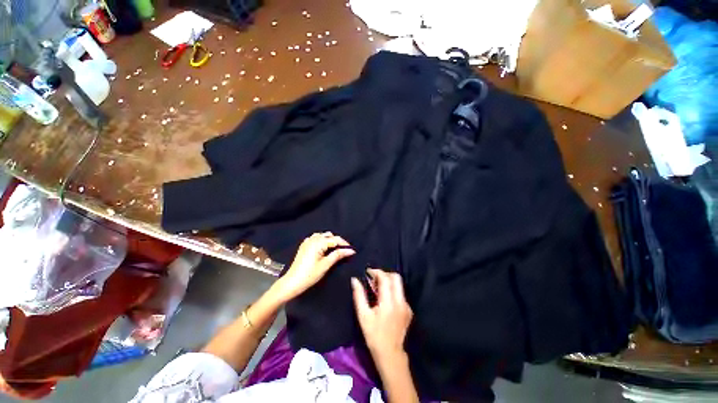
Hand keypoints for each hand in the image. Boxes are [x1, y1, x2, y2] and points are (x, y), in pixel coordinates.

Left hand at [274, 232, 354, 302]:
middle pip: (329, 236)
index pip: (335, 239)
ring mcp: (307, 241)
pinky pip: (316, 238)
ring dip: (330, 240)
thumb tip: (350, 251)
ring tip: (335, 250)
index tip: (352, 251)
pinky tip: (324, 249)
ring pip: (323, 236)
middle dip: (338, 242)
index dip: (345, 244)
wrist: (292, 282)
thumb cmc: (310, 275)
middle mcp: (313, 239)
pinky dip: (322, 241)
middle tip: (344, 251)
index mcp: (318, 243)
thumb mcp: (326, 265)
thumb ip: (338, 255)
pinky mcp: (304, 245)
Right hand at [352, 269, 412, 361]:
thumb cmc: (374, 335)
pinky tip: (385, 299)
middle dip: (385, 274)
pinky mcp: (409, 310)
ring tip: (378, 288)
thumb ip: (359, 295)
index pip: (385, 278)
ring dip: (389, 282)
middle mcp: (400, 301)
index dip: (376, 272)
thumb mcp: (363, 315)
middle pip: (396, 277)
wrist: (390, 354)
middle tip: (374, 279)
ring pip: (399, 285)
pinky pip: (401, 294)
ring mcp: (406, 306)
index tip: (368, 272)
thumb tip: (354, 280)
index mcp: (389, 302)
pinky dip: (393, 291)